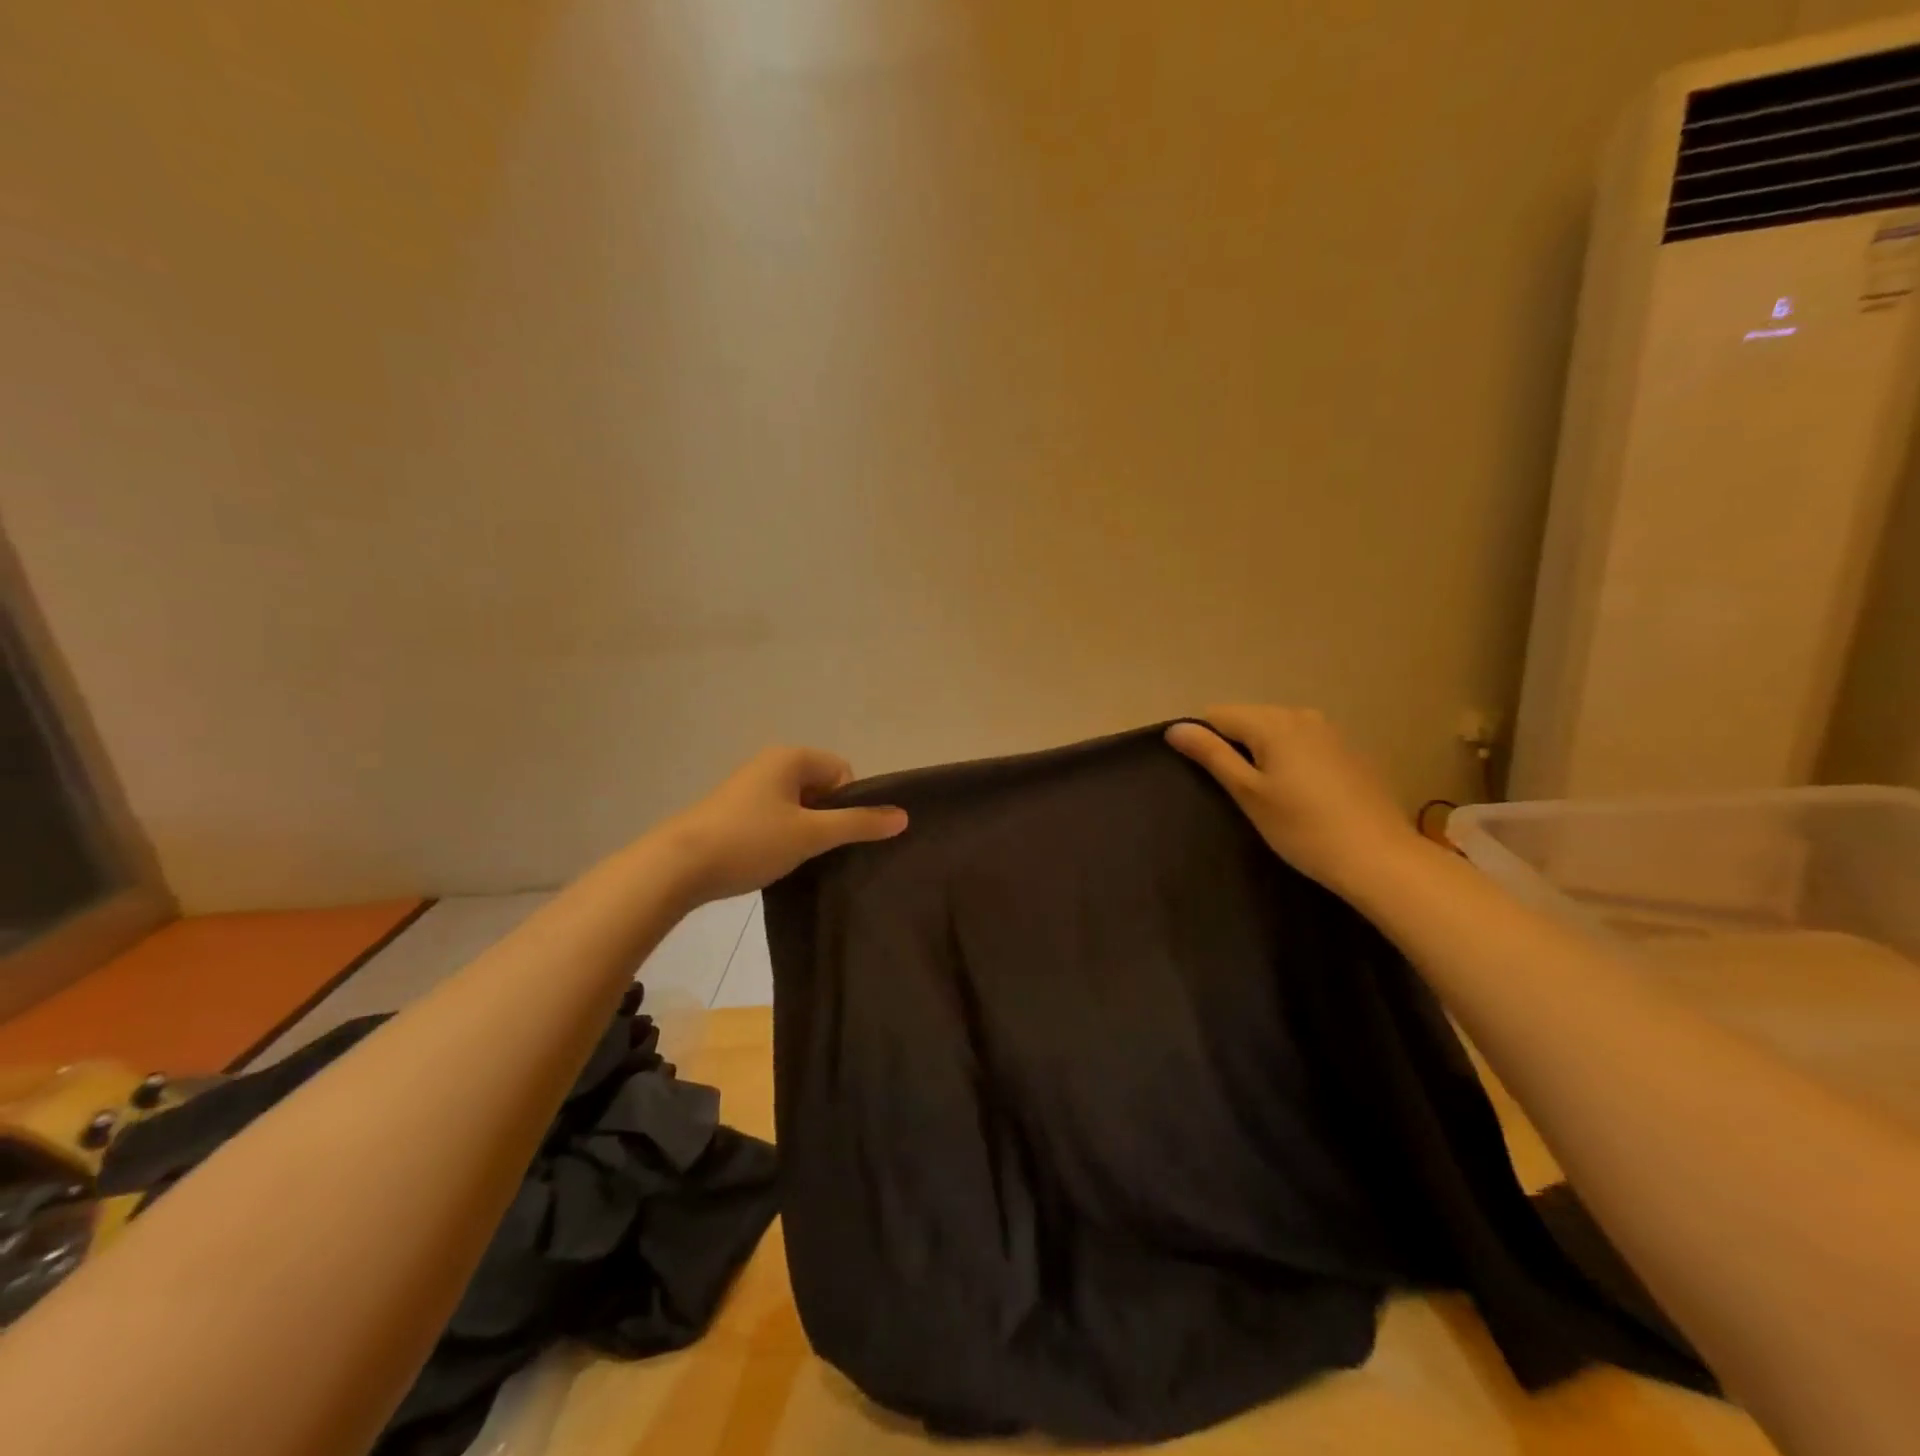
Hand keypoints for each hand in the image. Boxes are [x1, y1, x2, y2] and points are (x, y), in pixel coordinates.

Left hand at [664, 746, 907, 902]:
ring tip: (796, 859)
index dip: (849, 803)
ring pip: (797, 805)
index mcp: (789, 758)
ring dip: (805, 829)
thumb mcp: (810, 834)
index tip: (836, 835)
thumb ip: (858, 824)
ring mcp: (748, 787)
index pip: (842, 771)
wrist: (676, 866)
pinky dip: (782, 835)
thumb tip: (903, 816)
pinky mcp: (732, 811)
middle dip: (827, 817)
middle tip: (820, 849)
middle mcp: (769, 764)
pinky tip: (773, 860)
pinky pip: (774, 816)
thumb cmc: (749, 841)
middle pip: (820, 786)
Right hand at [1165, 706, 1420, 895]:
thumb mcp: (1248, 793)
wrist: (1379, 858)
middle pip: (1249, 719)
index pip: (1217, 715)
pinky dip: (1291, 760)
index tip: (1207, 777)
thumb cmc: (1303, 828)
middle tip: (1235, 791)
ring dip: (1263, 753)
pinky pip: (1304, 744)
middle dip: (1234, 746)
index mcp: (1273, 723)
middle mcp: (1302, 715)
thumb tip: (1175, 728)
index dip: (1203, 741)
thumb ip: (1212, 755)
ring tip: (1266, 794)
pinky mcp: (1350, 751)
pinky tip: (1300, 795)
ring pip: (1278, 731)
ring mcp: (1331, 732)